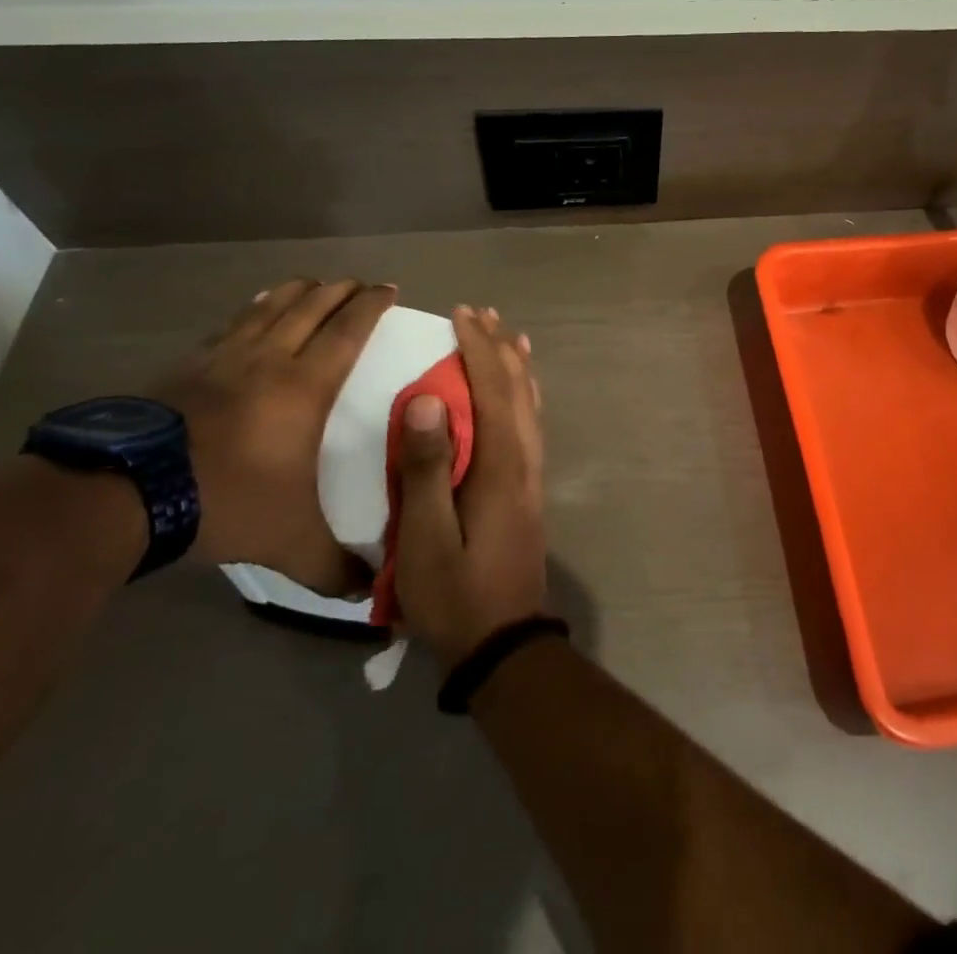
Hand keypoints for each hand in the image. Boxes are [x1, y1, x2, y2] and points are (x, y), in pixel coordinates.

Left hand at [156, 278, 395, 593]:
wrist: (123, 494)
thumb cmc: (224, 502)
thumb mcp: (287, 541)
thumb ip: (332, 565)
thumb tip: (369, 592)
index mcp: (305, 385)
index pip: (348, 329)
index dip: (372, 304)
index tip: (388, 288)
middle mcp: (269, 358)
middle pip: (312, 305)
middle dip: (340, 289)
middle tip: (358, 284)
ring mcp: (223, 357)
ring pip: (270, 306)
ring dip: (297, 291)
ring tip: (312, 286)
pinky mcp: (186, 366)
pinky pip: (232, 324)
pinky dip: (253, 310)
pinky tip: (253, 314)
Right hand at [394, 307, 547, 667]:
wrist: (504, 643)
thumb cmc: (455, 595)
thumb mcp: (425, 539)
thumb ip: (426, 468)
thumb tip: (428, 397)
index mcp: (500, 464)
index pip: (492, 388)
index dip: (477, 347)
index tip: (460, 314)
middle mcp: (524, 458)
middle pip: (517, 387)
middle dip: (499, 346)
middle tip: (479, 313)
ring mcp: (531, 473)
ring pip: (529, 402)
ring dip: (515, 364)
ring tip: (504, 335)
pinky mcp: (528, 488)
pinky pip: (529, 422)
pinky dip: (523, 393)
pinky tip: (516, 392)